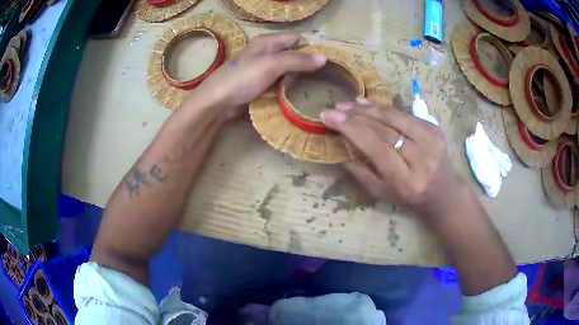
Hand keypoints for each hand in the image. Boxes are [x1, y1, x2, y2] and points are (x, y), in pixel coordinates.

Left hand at [185, 32, 326, 119]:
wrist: (216, 102)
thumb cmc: (242, 78)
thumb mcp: (271, 65)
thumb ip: (297, 60)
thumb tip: (324, 58)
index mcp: (268, 42)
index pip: (296, 38)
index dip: (311, 47)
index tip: (327, 62)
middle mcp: (265, 52)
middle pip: (292, 53)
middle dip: (307, 63)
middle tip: (325, 77)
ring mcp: (261, 69)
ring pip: (286, 69)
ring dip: (299, 76)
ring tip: (317, 87)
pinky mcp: (259, 84)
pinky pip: (279, 81)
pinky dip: (288, 86)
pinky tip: (298, 94)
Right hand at [321, 100, 464, 217]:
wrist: (442, 189)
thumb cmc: (408, 196)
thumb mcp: (380, 192)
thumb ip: (360, 171)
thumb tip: (340, 143)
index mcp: (405, 179)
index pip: (376, 147)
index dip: (352, 130)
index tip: (329, 117)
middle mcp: (421, 158)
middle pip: (385, 129)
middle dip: (356, 116)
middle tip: (335, 108)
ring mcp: (431, 140)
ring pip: (394, 116)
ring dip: (368, 108)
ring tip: (348, 104)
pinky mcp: (434, 128)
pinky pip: (404, 113)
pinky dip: (384, 107)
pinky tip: (367, 104)